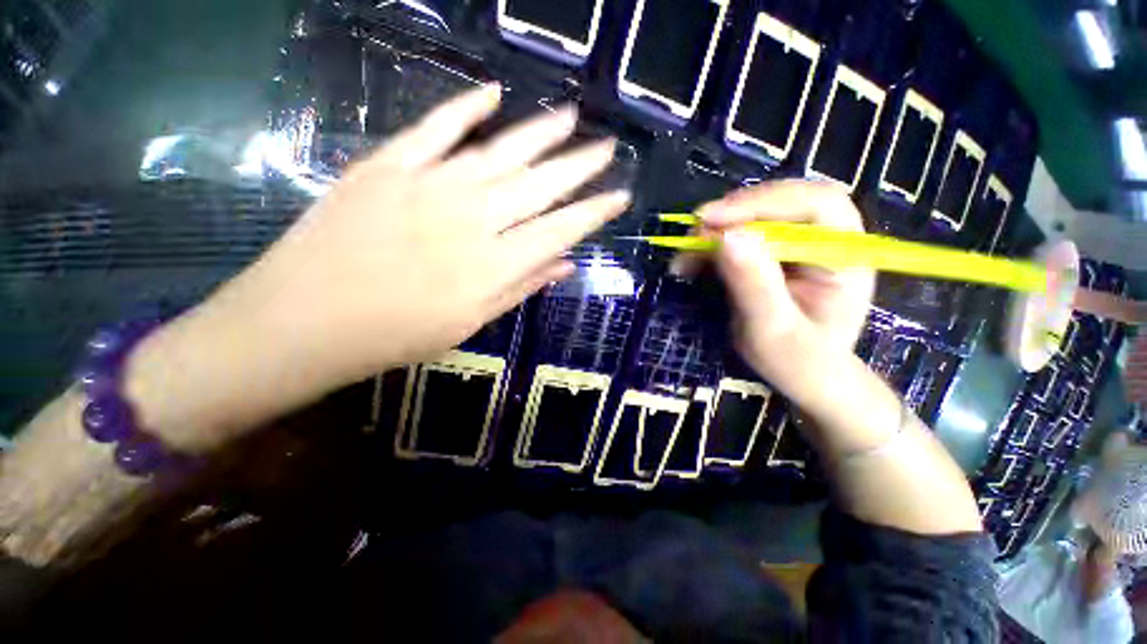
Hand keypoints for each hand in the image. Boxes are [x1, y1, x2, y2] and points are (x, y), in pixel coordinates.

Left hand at [218, 84, 629, 384]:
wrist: (303, 322)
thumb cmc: (395, 336)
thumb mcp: (469, 324)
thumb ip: (520, 288)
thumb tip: (564, 265)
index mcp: (493, 266)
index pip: (560, 230)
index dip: (594, 213)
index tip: (620, 196)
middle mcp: (472, 219)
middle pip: (539, 186)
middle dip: (580, 166)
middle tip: (608, 149)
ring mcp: (428, 186)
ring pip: (500, 152)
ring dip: (539, 133)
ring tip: (570, 117)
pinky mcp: (387, 166)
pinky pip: (435, 129)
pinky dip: (466, 108)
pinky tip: (493, 94)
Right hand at [699, 181, 874, 407]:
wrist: (804, 378)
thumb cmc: (798, 362)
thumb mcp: (773, 330)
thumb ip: (755, 285)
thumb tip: (727, 237)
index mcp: (844, 255)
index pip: (815, 204)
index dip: (762, 203)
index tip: (712, 220)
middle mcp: (824, 241)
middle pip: (781, 203)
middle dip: (734, 214)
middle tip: (694, 233)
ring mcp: (797, 247)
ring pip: (756, 218)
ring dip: (715, 231)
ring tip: (685, 254)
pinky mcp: (772, 256)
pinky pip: (739, 238)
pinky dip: (711, 246)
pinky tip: (691, 262)